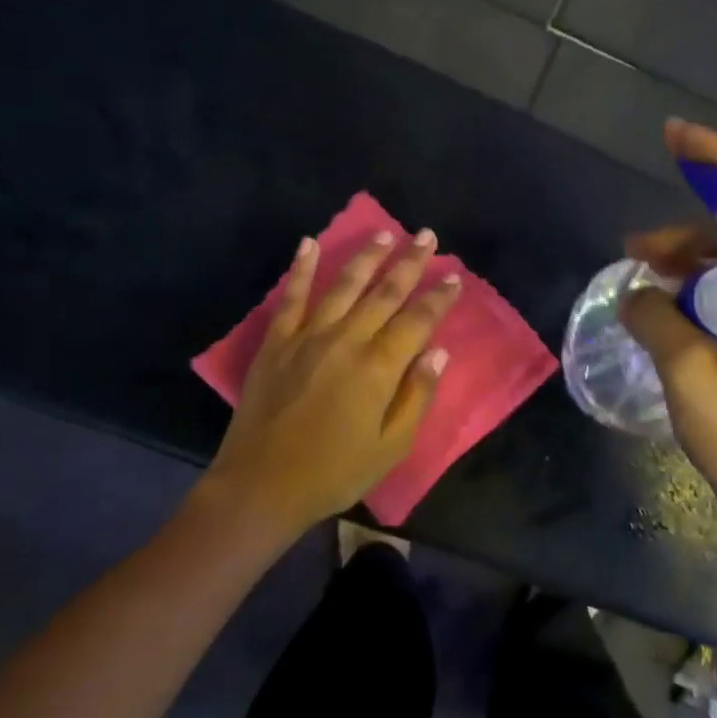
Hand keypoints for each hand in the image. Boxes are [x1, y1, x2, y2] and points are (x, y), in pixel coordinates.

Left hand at [206, 228, 460, 532]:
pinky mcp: (275, 343)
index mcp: (378, 368)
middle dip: (409, 262)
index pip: (417, 321)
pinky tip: (309, 244)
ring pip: (342, 285)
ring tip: (384, 232)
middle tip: (426, 235)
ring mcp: (306, 337)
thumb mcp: (390, 447)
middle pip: (384, 293)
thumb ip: (416, 396)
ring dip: (366, 256)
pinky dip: (300, 269)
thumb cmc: (334, 472)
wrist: (262, 485)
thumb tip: (437, 353)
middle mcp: (346, 340)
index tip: (455, 276)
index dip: (439, 298)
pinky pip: (291, 297)